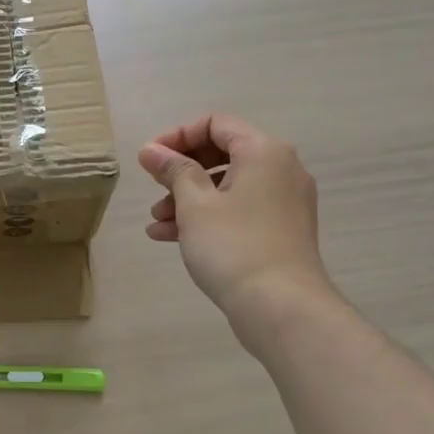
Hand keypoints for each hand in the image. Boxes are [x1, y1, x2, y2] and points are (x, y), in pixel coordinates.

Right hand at [139, 114, 336, 327]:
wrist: (282, 309)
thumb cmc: (233, 246)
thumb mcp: (194, 204)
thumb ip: (172, 170)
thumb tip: (151, 150)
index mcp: (263, 151)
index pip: (214, 124)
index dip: (177, 136)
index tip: (149, 159)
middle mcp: (280, 168)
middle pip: (221, 154)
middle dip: (181, 171)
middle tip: (153, 187)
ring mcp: (284, 201)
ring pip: (227, 186)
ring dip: (188, 198)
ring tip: (156, 220)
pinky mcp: (281, 230)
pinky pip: (239, 210)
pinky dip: (208, 216)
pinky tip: (170, 236)